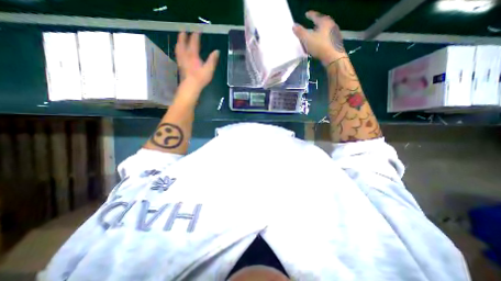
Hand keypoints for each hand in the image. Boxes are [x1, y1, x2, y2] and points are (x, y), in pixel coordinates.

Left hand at [176, 30, 219, 91]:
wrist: (190, 86)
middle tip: (184, 31)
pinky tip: (179, 52)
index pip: (194, 42)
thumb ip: (213, 60)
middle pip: (183, 43)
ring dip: (179, 42)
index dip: (196, 35)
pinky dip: (178, 51)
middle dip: (183, 36)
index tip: (197, 30)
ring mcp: (181, 60)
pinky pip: (178, 55)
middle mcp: (185, 55)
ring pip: (178, 48)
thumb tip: (217, 51)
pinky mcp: (180, 66)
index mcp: (193, 55)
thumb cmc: (200, 78)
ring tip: (179, 39)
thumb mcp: (209, 69)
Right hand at [293, 10, 346, 65]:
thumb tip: (294, 26)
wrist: (334, 57)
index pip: (316, 16)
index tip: (306, 14)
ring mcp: (334, 34)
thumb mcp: (307, 39)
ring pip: (324, 31)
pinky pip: (326, 39)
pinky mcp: (335, 43)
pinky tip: (318, 45)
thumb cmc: (320, 46)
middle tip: (310, 26)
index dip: (310, 15)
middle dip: (315, 24)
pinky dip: (321, 40)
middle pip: (322, 23)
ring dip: (318, 33)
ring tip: (313, 36)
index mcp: (324, 22)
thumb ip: (300, 32)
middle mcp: (331, 25)